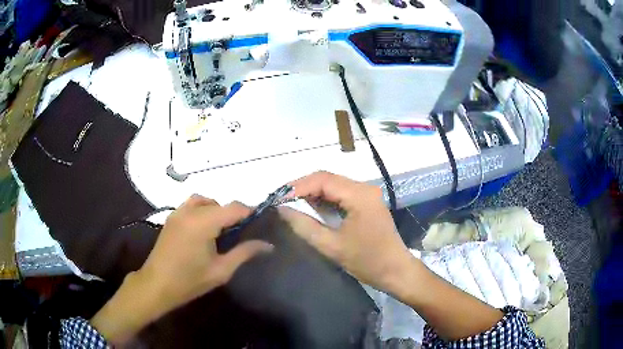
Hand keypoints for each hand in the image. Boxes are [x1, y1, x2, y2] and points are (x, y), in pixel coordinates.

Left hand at [91, 195, 272, 344]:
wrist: (157, 285)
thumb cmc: (189, 281)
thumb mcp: (221, 270)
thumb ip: (244, 253)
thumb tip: (268, 245)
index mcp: (203, 223)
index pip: (233, 208)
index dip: (249, 213)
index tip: (260, 224)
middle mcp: (190, 211)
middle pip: (219, 203)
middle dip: (233, 214)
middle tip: (241, 234)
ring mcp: (178, 212)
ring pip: (204, 201)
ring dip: (216, 210)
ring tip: (222, 230)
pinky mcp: (171, 218)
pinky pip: (191, 205)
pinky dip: (203, 210)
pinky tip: (204, 230)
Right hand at [278, 171, 414, 293]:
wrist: (395, 271)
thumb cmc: (366, 261)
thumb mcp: (331, 245)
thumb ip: (304, 225)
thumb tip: (281, 209)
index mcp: (359, 195)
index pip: (323, 179)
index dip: (298, 186)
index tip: (279, 199)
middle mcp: (364, 188)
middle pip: (328, 179)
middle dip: (303, 189)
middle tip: (282, 201)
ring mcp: (367, 194)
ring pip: (333, 186)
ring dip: (313, 194)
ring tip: (292, 205)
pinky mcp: (367, 202)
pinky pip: (341, 194)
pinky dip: (324, 200)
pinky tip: (311, 209)